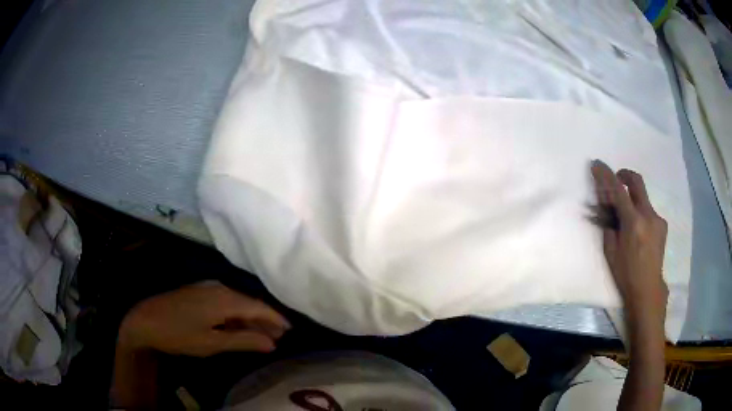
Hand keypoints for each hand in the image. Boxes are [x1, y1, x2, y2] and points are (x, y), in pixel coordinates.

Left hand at [118, 281, 289, 355]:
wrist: (144, 320)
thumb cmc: (179, 334)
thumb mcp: (212, 343)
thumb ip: (244, 341)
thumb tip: (272, 343)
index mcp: (224, 299)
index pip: (258, 307)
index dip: (276, 319)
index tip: (291, 330)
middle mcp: (219, 288)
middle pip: (249, 303)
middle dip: (265, 320)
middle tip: (280, 336)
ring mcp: (207, 288)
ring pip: (237, 303)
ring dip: (251, 318)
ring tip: (263, 334)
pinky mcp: (198, 292)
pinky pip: (225, 302)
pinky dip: (236, 315)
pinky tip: (238, 326)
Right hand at [591, 160, 667, 326]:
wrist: (648, 288)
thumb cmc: (625, 273)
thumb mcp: (611, 250)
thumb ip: (609, 224)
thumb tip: (606, 206)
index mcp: (633, 223)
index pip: (618, 190)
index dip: (606, 175)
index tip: (597, 164)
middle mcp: (648, 215)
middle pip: (636, 182)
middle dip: (624, 174)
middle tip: (616, 179)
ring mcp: (657, 219)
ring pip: (643, 198)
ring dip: (632, 199)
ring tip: (626, 217)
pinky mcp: (662, 224)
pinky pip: (649, 210)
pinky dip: (640, 212)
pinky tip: (638, 230)